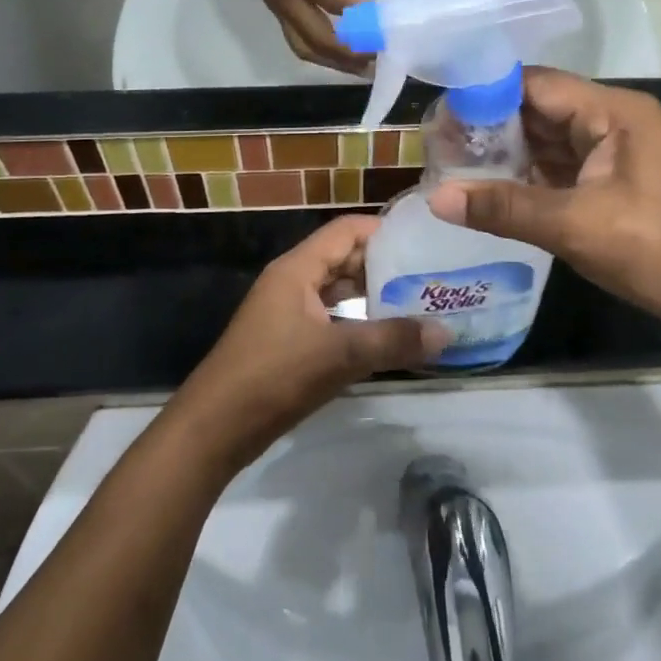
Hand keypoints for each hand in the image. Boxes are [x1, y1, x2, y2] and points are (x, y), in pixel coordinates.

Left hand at [169, 216, 448, 470]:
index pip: (346, 230)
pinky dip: (357, 321)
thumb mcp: (338, 356)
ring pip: (337, 291)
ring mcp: (288, 312)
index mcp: (297, 268)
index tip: (424, 241)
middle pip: (343, 258)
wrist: (213, 430)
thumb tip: (446, 332)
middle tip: (430, 276)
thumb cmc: (272, 377)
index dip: (384, 231)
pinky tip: (384, 338)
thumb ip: (392, 341)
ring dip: (372, 295)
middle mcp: (292, 282)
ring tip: (417, 304)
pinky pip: (330, 318)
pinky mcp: (288, 341)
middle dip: (384, 265)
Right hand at [211, 0, 366, 71]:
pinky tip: (339, 54)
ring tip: (362, 67)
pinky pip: (297, 40)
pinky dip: (320, 52)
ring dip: (334, 61)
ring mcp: (278, 7)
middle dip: (351, 52)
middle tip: (379, 56)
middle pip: (319, 38)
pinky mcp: (276, 9)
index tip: (387, 22)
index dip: (362, 15)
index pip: (334, 3)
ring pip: (305, 47)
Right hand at [425, 69, 660, 334]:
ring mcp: (614, 151)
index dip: (485, 95)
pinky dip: (527, 175)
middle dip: (489, 126)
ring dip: (506, 153)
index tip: (439, 117)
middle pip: (538, 109)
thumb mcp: (578, 228)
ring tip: (452, 165)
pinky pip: (560, 166)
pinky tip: (490, 188)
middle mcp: (613, 120)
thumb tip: (436, 197)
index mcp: (613, 112)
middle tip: (438, 146)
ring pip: (547, 139)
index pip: (535, 85)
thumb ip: (505, 208)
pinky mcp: (613, 180)